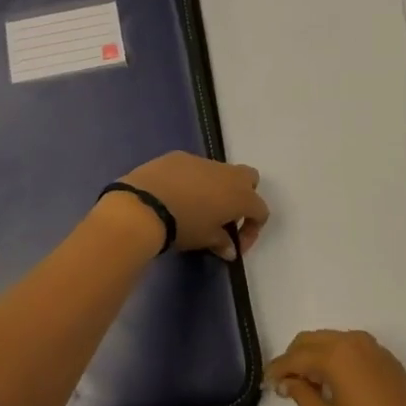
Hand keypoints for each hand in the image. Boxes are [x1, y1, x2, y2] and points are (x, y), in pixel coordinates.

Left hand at [116, 151, 269, 259]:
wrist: (144, 205)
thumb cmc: (183, 226)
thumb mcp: (205, 240)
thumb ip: (222, 243)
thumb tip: (230, 249)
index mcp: (240, 195)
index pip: (260, 210)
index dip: (252, 230)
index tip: (235, 244)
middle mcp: (227, 173)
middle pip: (249, 178)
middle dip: (243, 196)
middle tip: (225, 216)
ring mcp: (202, 160)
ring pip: (219, 171)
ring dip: (216, 188)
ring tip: (196, 207)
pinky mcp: (179, 156)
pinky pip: (194, 167)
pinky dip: (192, 180)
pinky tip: (175, 194)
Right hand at [266, 330, 405, 405]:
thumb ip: (303, 396)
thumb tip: (288, 382)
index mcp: (336, 355)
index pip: (296, 356)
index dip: (278, 369)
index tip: (268, 383)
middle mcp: (353, 341)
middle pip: (311, 340)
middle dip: (295, 359)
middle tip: (285, 385)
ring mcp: (373, 348)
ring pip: (331, 341)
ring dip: (314, 357)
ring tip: (308, 387)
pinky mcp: (386, 358)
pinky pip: (350, 348)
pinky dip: (335, 358)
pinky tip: (333, 384)